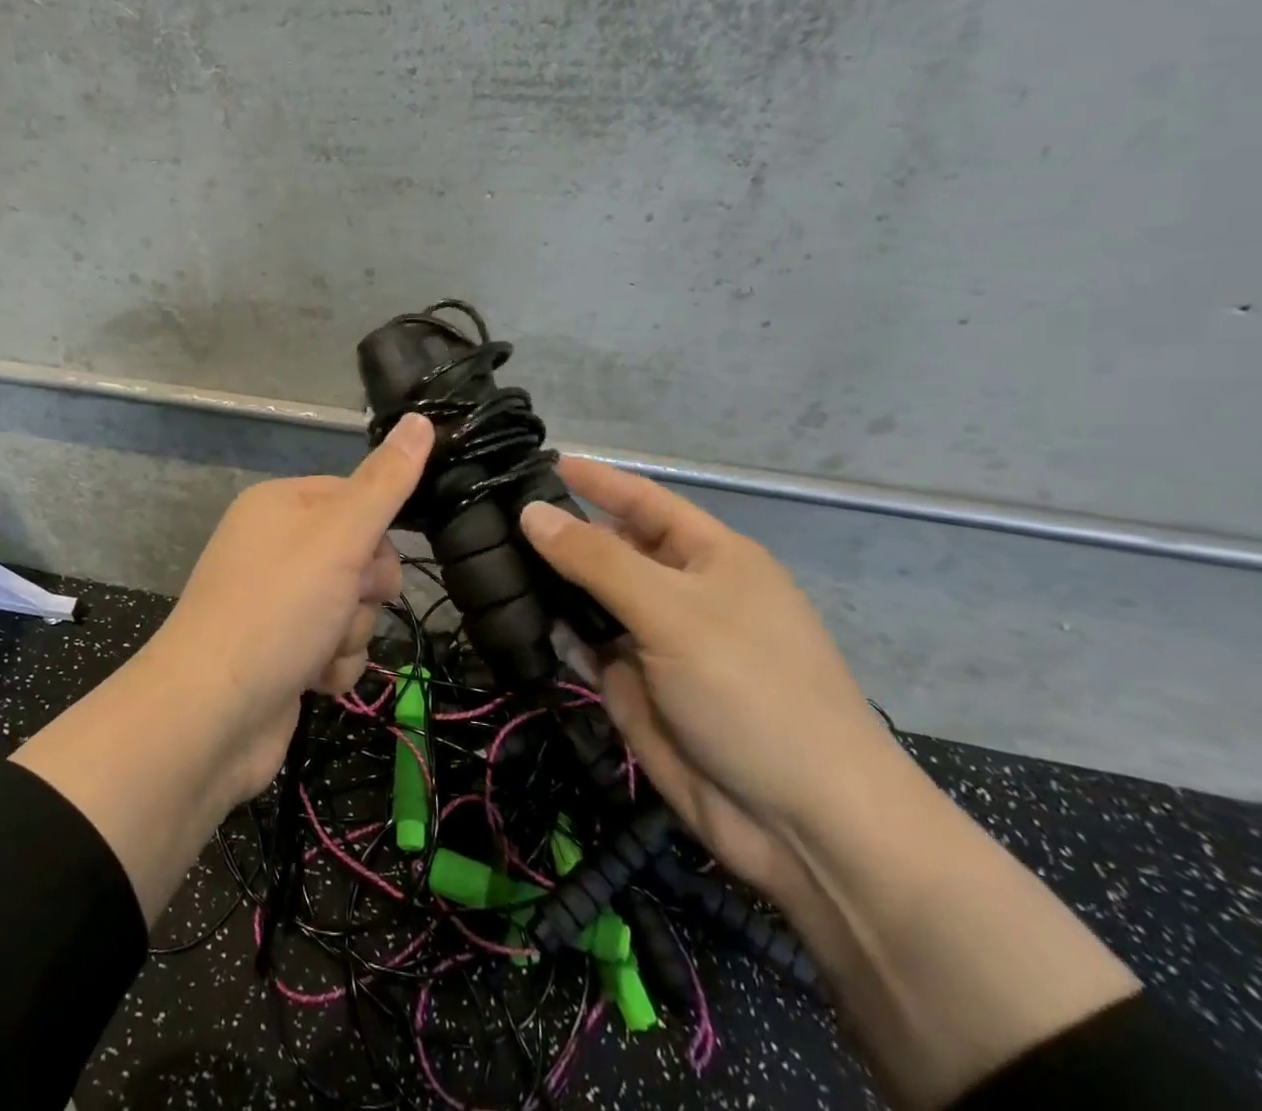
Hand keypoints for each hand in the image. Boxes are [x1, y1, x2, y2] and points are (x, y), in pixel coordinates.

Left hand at [148, 413, 434, 800]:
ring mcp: (275, 602)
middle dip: (363, 592)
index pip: (356, 497)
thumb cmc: (277, 610)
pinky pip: (333, 646)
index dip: (375, 534)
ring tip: (319, 650)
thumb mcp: (339, 536)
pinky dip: (332, 666)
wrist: (209, 717)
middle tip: (343, 607)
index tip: (370, 561)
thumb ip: (385, 482)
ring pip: (352, 606)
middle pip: (360, 556)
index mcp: (279, 505)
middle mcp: (274, 548)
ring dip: (349, 634)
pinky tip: (311, 681)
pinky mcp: (280, 651)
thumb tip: (421, 419)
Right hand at [521, 458, 895, 902]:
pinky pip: (583, 646)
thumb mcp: (672, 612)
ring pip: (588, 599)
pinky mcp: (632, 687)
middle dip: (557, 532)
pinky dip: (552, 632)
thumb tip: (531, 512)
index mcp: (709, 557)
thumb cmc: (752, 690)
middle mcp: (679, 592)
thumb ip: (596, 560)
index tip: (536, 461)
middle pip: (608, 548)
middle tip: (487, 514)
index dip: (594, 479)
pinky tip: (507, 613)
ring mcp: (654, 642)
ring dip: (546, 582)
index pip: (641, 500)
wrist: (804, 826)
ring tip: (482, 557)